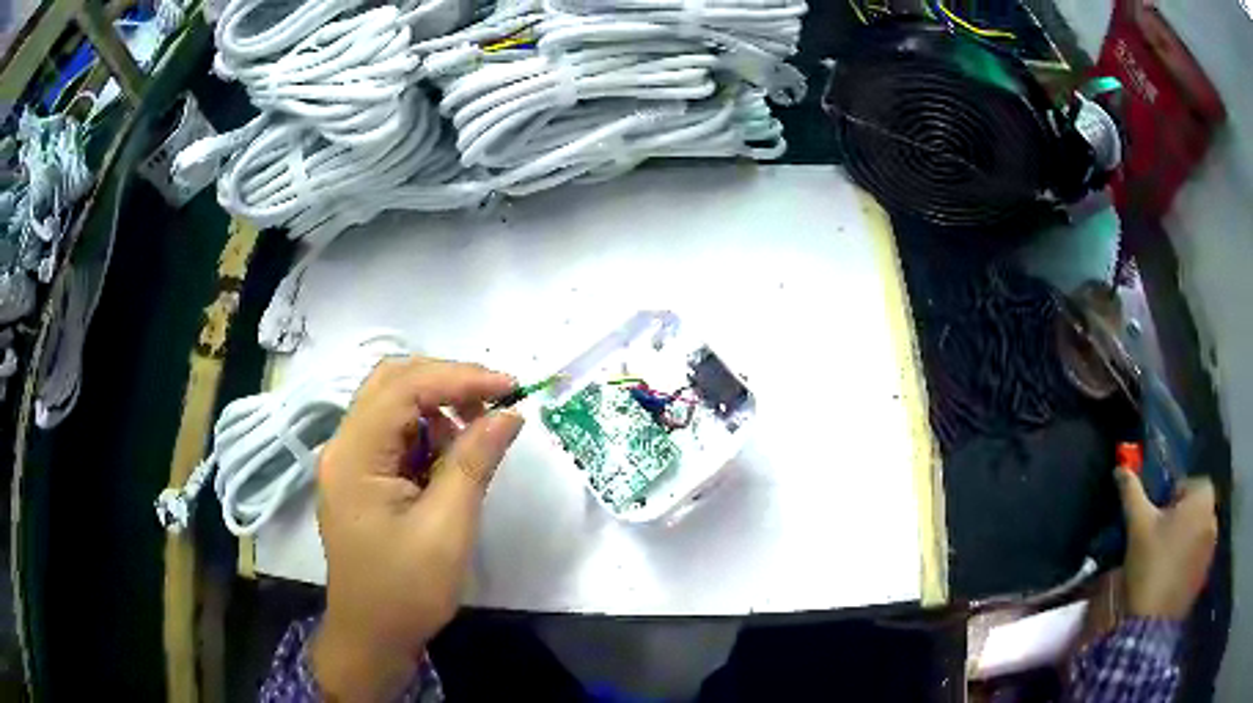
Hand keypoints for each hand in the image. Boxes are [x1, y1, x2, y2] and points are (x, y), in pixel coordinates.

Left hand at [310, 357, 524, 701]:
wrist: (372, 637)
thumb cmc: (406, 591)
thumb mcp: (447, 529)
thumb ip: (474, 463)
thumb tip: (509, 414)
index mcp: (354, 456)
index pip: (403, 388)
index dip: (459, 377)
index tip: (511, 388)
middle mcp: (344, 447)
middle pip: (392, 383)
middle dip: (446, 383)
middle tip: (494, 402)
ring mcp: (349, 461)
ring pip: (392, 405)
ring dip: (437, 408)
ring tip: (475, 438)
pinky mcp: (359, 478)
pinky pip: (393, 436)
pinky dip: (426, 435)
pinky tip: (449, 462)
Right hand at [1116, 468, 1217, 620]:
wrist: (1151, 625)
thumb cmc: (1151, 566)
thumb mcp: (1138, 526)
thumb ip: (1132, 493)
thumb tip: (1121, 468)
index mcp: (1203, 496)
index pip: (1187, 484)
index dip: (1169, 500)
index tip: (1154, 522)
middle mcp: (1214, 515)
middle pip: (1194, 509)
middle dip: (1179, 521)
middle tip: (1157, 542)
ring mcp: (1211, 548)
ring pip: (1197, 534)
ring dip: (1184, 541)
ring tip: (1163, 563)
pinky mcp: (1205, 574)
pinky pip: (1197, 558)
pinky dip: (1186, 563)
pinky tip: (1170, 580)